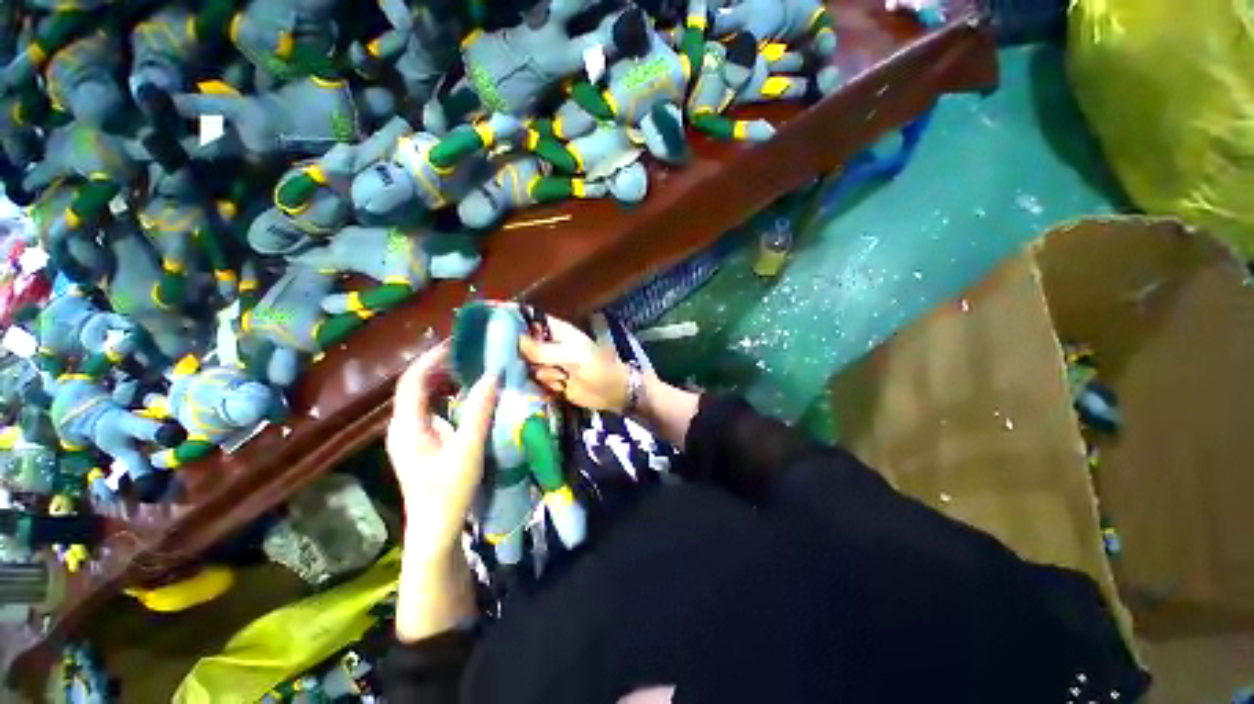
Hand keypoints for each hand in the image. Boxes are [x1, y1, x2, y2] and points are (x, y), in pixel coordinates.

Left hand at [386, 341, 499, 564]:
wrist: (435, 531)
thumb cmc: (449, 492)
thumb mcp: (468, 450)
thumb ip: (479, 411)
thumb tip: (492, 376)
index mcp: (407, 427)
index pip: (412, 381)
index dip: (431, 358)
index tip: (457, 343)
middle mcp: (402, 427)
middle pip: (414, 386)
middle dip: (437, 365)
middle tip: (467, 352)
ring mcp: (409, 437)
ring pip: (421, 398)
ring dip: (442, 379)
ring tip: (468, 367)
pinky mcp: (420, 444)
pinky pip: (430, 410)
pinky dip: (445, 396)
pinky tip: (464, 397)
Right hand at [518, 316, 629, 411]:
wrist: (611, 392)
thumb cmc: (597, 367)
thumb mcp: (572, 356)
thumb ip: (544, 350)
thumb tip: (517, 341)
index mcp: (557, 331)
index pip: (531, 320)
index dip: (515, 321)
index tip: (494, 326)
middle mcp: (550, 345)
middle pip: (524, 345)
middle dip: (523, 354)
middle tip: (526, 361)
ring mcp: (549, 364)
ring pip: (528, 365)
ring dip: (541, 373)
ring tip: (561, 377)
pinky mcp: (551, 381)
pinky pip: (536, 381)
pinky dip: (544, 385)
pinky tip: (558, 387)